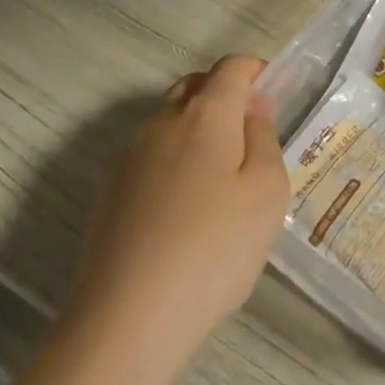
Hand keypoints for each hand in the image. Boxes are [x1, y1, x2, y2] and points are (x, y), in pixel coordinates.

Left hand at [71, 56, 289, 365]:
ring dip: (197, 129)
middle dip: (224, 95)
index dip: (255, 70)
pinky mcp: (110, 190)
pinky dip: (173, 161)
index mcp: (205, 113)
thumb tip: (254, 105)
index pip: (231, 67)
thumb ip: (264, 138)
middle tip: (250, 133)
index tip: (274, 91)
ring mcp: (130, 155)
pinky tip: (184, 209)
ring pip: (169, 120)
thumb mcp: (266, 193)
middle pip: (195, 86)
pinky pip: (150, 155)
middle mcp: (162, 120)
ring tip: (220, 177)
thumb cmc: (214, 249)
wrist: (127, 317)